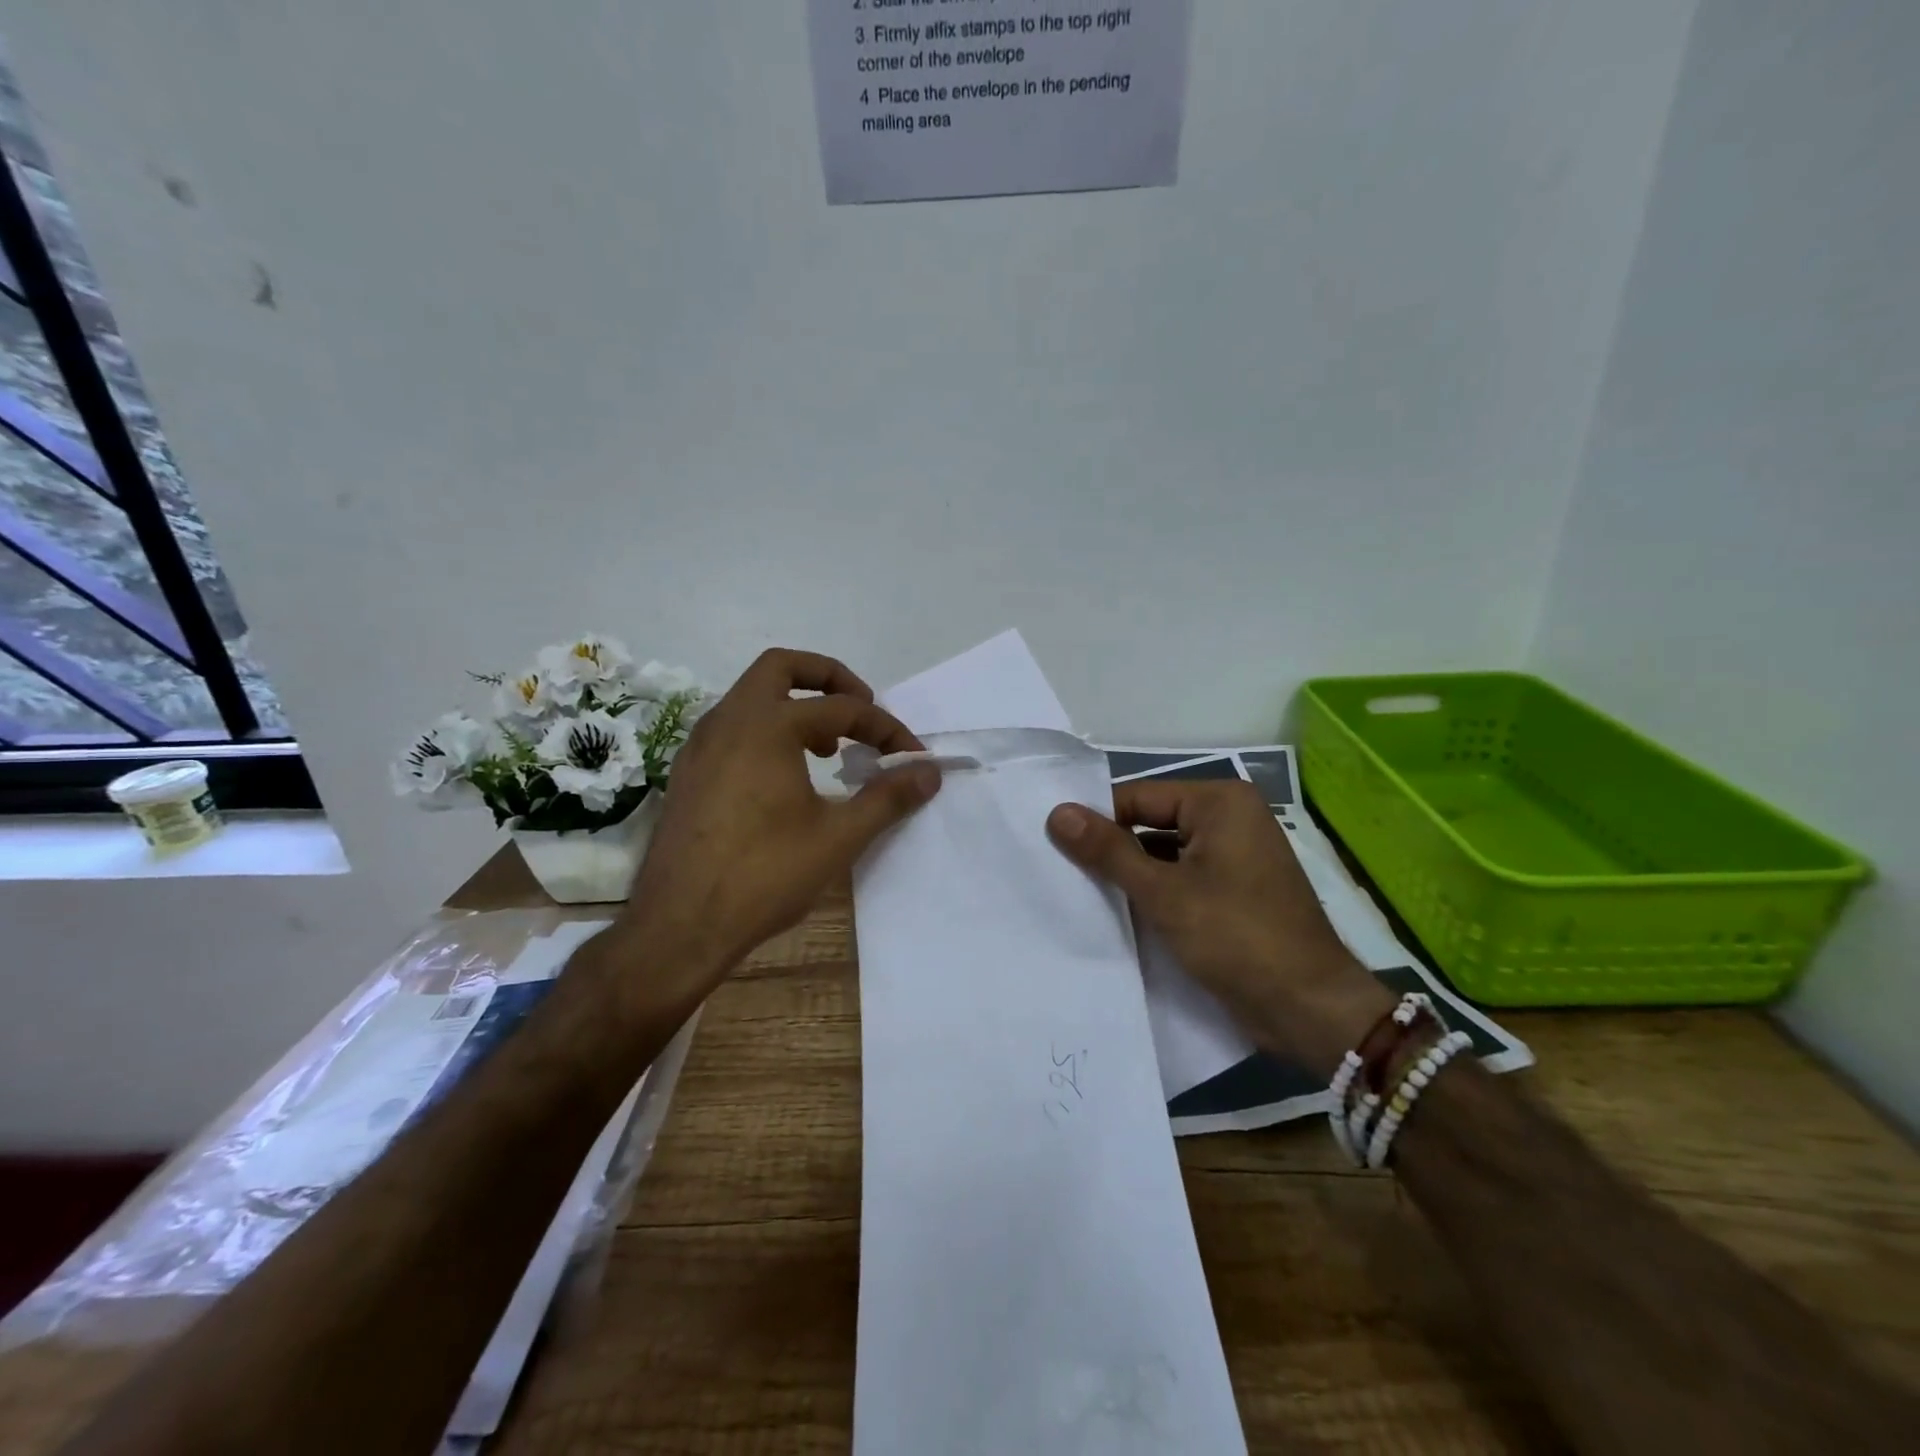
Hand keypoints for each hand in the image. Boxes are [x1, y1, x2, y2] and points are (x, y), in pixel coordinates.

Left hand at [605, 649, 941, 1008]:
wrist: (679, 926)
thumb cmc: (764, 875)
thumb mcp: (838, 837)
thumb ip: (887, 797)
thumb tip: (929, 772)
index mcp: (767, 725)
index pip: (842, 709)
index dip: (885, 728)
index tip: (912, 758)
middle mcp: (728, 720)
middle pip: (782, 667)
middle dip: (829, 679)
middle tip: (861, 710)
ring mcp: (700, 744)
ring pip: (752, 697)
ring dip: (796, 705)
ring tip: (829, 749)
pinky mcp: (688, 772)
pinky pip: (733, 727)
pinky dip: (767, 731)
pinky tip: (785, 777)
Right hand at [1047, 781, 1392, 1077]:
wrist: (1309, 1010)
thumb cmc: (1237, 938)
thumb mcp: (1164, 893)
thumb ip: (1108, 851)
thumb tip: (1056, 813)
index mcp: (1220, 802)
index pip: (1137, 798)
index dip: (1094, 821)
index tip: (1049, 844)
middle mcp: (1230, 819)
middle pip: (1150, 824)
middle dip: (1111, 850)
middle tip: (1056, 870)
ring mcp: (1234, 856)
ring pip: (1163, 854)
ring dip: (1129, 876)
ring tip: (1076, 893)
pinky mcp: (1234, 891)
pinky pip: (1181, 879)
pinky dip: (1153, 893)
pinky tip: (1117, 914)